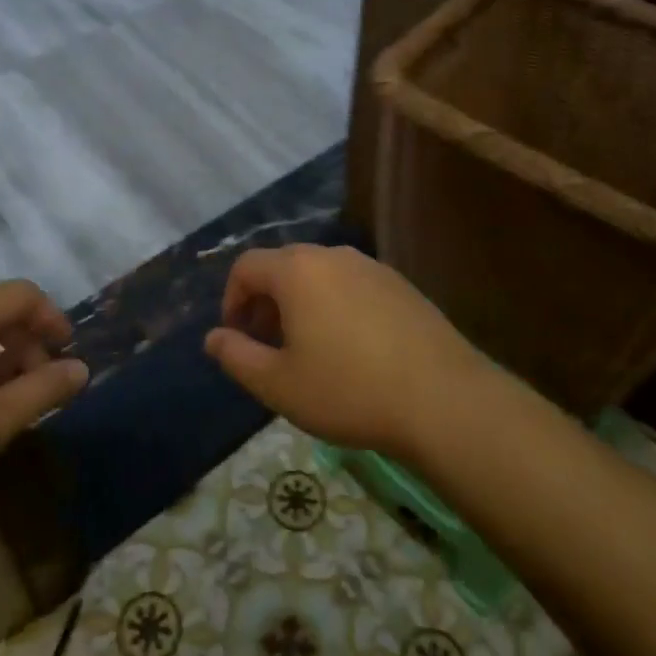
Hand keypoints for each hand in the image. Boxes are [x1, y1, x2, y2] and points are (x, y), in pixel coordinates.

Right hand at [205, 245, 491, 458]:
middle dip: (265, 302)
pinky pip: (352, 285)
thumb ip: (237, 357)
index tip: (237, 337)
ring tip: (308, 349)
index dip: (232, 299)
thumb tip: (213, 338)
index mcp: (297, 270)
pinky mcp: (401, 285)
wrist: (442, 399)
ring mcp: (371, 267)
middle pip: (283, 266)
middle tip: (267, 346)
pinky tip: (350, 349)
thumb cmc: (348, 390)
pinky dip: (335, 305)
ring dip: (301, 304)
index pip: (246, 266)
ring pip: (320, 275)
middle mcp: (333, 256)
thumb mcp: (279, 384)